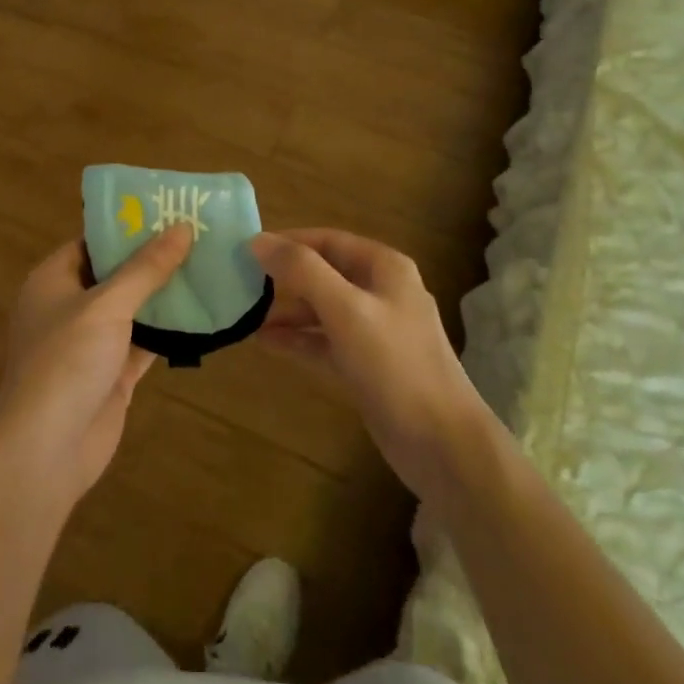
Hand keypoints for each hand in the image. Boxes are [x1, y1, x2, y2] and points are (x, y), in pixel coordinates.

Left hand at [0, 226, 192, 505]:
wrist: (46, 450)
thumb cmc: (66, 361)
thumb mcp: (107, 304)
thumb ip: (146, 267)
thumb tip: (182, 227)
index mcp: (53, 280)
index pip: (92, 241)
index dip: (127, 226)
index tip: (168, 211)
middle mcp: (70, 307)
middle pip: (116, 273)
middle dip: (154, 258)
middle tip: (199, 235)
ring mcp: (91, 343)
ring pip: (133, 308)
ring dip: (165, 294)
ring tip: (210, 265)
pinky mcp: (112, 374)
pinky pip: (144, 342)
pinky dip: (169, 330)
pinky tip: (204, 313)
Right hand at [251, 228, 492, 499]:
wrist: (441, 443)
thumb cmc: (395, 365)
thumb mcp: (345, 310)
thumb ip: (302, 271)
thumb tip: (258, 241)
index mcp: (384, 267)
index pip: (328, 240)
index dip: (288, 241)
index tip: (247, 249)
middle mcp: (382, 291)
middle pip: (325, 272)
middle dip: (286, 277)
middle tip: (242, 283)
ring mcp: (376, 330)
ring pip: (324, 308)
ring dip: (289, 311)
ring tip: (247, 315)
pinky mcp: (369, 364)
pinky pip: (327, 341)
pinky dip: (300, 339)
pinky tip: (267, 343)